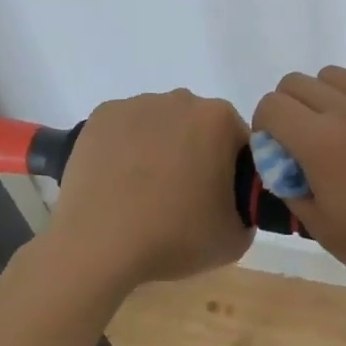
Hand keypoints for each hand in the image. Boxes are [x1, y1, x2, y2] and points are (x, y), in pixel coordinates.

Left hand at [45, 90, 253, 289]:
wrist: (98, 246)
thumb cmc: (172, 237)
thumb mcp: (234, 239)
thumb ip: (248, 211)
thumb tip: (237, 202)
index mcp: (218, 119)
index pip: (236, 141)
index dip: (230, 171)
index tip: (215, 200)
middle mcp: (181, 99)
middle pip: (197, 126)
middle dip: (194, 154)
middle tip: (179, 198)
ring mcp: (138, 103)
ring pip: (160, 124)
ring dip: (158, 148)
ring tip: (141, 193)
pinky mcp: (103, 115)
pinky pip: (125, 128)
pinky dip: (124, 147)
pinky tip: (116, 181)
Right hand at [251, 68, 345, 312]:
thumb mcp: (328, 234)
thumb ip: (295, 189)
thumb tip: (284, 165)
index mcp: (323, 142)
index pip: (272, 105)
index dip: (264, 128)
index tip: (277, 157)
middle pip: (298, 82)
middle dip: (288, 110)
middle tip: (302, 151)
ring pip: (335, 77)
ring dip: (323, 101)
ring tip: (340, 143)